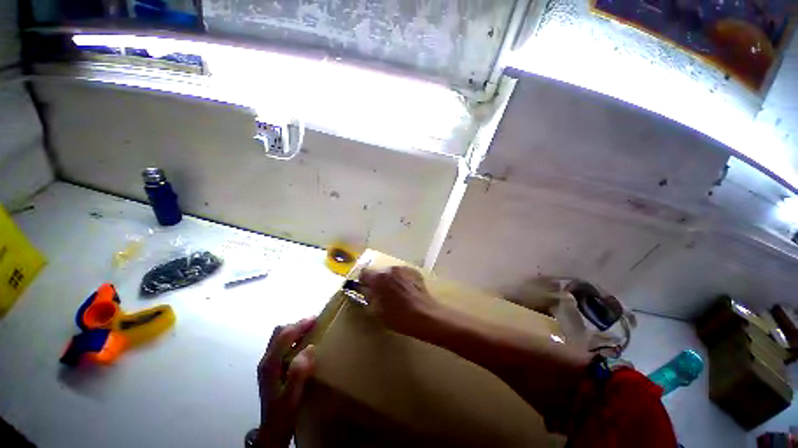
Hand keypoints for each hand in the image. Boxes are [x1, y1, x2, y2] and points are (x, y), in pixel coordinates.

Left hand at [256, 318, 316, 447]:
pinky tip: (302, 345)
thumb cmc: (284, 413)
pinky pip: (281, 344)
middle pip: (279, 333)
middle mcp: (266, 360)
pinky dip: (292, 338)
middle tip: (314, 324)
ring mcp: (267, 364)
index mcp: (270, 364)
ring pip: (279, 337)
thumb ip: (298, 372)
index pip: (284, 336)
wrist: (272, 429)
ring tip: (310, 331)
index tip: (316, 319)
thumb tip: (309, 348)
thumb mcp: (292, 396)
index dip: (299, 325)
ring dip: (294, 331)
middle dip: (297, 325)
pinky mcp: (270, 367)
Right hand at [360, 266, 436, 336]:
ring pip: (392, 272)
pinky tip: (407, 291)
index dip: (364, 281)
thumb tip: (367, 291)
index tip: (366, 289)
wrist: (425, 316)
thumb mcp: (378, 312)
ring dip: (391, 280)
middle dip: (378, 281)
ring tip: (397, 293)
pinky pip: (403, 273)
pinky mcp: (414, 271)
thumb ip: (370, 298)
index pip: (364, 273)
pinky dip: (402, 279)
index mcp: (379, 278)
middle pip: (379, 272)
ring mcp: (404, 269)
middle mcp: (391, 269)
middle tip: (382, 294)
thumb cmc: (399, 317)